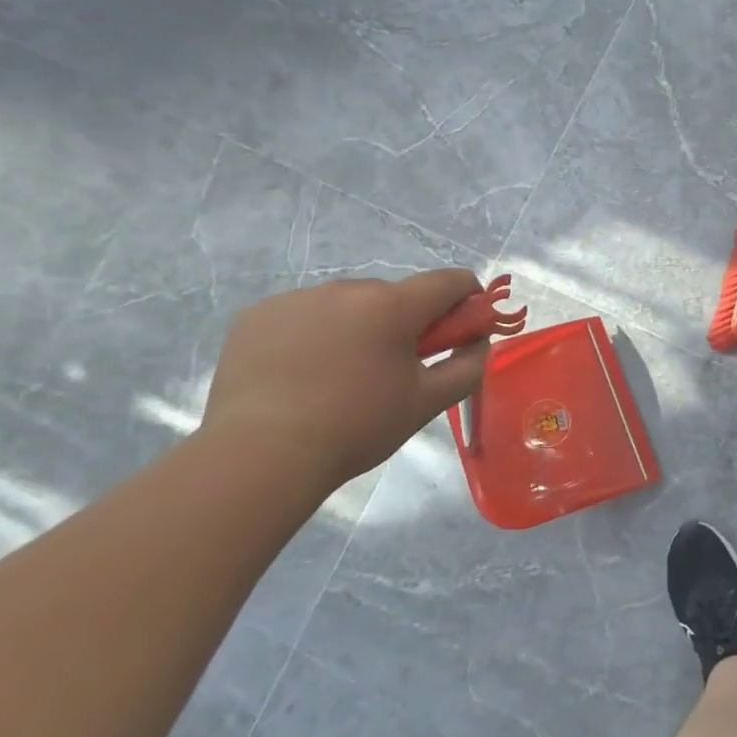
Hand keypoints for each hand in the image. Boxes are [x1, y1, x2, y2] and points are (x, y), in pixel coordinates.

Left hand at [202, 270, 489, 489]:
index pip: (450, 281)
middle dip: (406, 323)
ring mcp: (297, 298)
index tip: (463, 330)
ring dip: (358, 327)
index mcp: (393, 305)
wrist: (260, 454)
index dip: (468, 300)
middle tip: (394, 370)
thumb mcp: (427, 402)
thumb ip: (467, 365)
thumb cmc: (357, 427)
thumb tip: (478, 341)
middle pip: (396, 295)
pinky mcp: (258, 314)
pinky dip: (313, 335)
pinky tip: (300, 375)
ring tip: (339, 378)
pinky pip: (304, 315)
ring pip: (347, 305)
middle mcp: (346, 288)